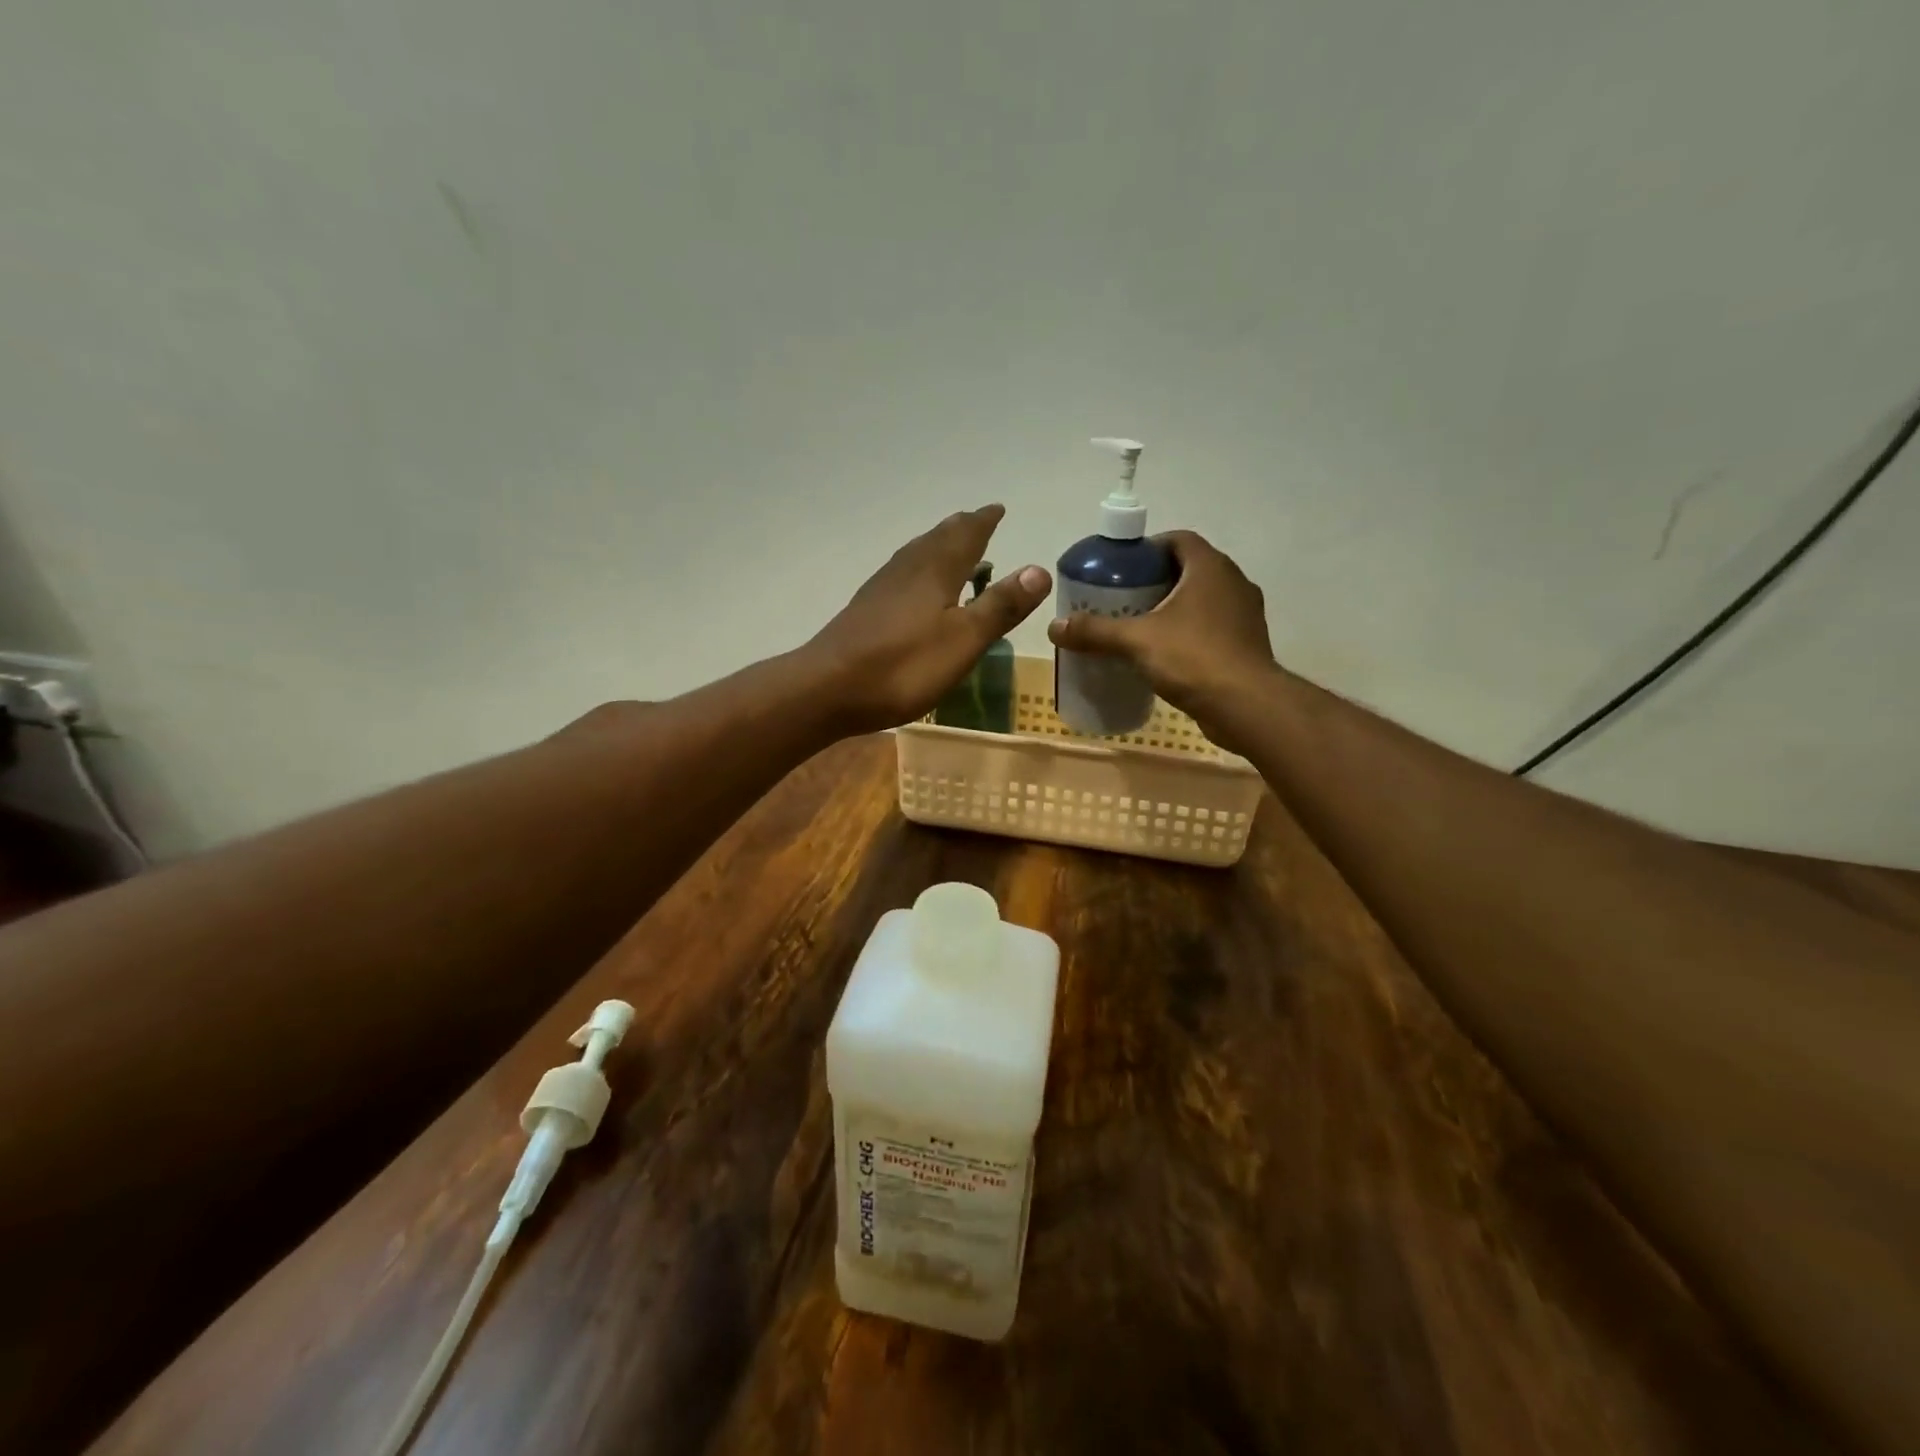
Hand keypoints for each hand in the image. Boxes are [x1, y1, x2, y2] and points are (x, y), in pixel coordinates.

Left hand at [807, 505, 1050, 733]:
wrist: (828, 688)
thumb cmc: (904, 665)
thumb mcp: (964, 639)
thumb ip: (1000, 606)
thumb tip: (1039, 569)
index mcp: (936, 570)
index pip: (966, 534)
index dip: (984, 521)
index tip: (998, 509)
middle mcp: (907, 569)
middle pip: (938, 539)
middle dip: (962, 530)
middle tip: (979, 523)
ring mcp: (882, 588)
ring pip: (916, 555)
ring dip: (938, 548)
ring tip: (954, 551)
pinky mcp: (866, 610)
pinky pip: (901, 576)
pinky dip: (920, 571)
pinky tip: (916, 590)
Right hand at [1047, 530, 1273, 731]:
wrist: (1247, 706)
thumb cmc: (1193, 658)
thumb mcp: (1136, 641)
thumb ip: (1095, 631)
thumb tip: (1054, 627)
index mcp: (1210, 568)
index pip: (1178, 539)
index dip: (1148, 549)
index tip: (1122, 568)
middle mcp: (1233, 582)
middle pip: (1188, 569)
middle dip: (1155, 580)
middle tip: (1123, 598)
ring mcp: (1245, 614)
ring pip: (1202, 599)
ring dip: (1173, 608)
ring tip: (1140, 626)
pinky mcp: (1247, 644)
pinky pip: (1212, 626)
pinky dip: (1189, 632)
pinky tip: (1165, 654)